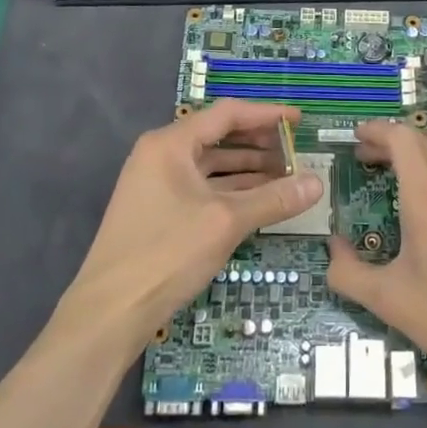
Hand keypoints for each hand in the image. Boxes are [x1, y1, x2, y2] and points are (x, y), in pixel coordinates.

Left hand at [59, 100, 322, 351]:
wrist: (109, 313)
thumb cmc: (167, 253)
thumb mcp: (226, 222)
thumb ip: (273, 199)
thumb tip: (317, 183)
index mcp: (171, 143)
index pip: (227, 114)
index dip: (267, 115)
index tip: (299, 121)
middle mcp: (161, 155)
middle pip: (218, 137)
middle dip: (260, 145)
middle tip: (297, 153)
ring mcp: (157, 184)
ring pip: (211, 166)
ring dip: (248, 170)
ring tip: (287, 178)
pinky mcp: (158, 211)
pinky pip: (202, 188)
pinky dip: (231, 191)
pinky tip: (259, 202)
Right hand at [327, 122, 426, 396]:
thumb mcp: (387, 301)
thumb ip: (347, 271)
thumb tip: (333, 246)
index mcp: (426, 199)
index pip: (400, 139)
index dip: (376, 131)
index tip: (359, 139)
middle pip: (422, 137)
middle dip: (393, 142)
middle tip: (375, 162)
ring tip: (416, 169)